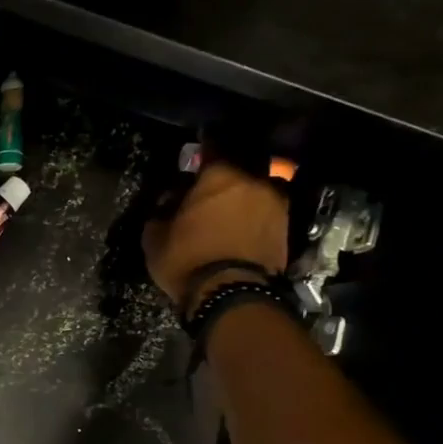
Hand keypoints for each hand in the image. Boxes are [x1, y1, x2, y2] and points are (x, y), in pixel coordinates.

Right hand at [142, 161, 288, 315]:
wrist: (231, 295)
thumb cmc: (187, 260)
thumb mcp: (155, 238)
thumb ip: (161, 212)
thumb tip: (168, 201)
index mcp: (219, 175)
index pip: (212, 148)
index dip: (203, 151)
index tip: (196, 157)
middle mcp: (253, 180)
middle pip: (241, 167)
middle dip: (227, 176)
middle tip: (211, 190)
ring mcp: (276, 204)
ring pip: (259, 189)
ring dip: (246, 196)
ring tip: (231, 212)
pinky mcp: (287, 228)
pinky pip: (268, 213)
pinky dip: (256, 217)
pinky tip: (242, 229)